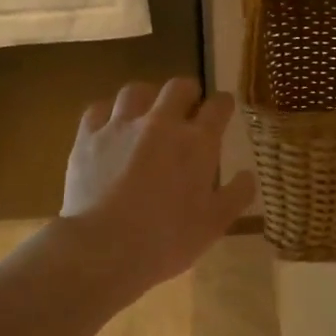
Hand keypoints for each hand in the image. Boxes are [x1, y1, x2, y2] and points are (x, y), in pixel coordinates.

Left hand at [60, 78, 256, 289]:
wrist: (104, 248)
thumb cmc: (167, 239)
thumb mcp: (215, 224)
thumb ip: (236, 195)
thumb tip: (247, 175)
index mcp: (198, 143)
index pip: (218, 106)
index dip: (224, 103)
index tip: (224, 108)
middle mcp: (161, 123)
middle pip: (178, 87)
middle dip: (188, 92)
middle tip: (188, 106)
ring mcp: (121, 127)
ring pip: (136, 91)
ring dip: (147, 98)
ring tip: (146, 112)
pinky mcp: (88, 137)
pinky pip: (99, 109)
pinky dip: (108, 113)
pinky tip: (110, 126)